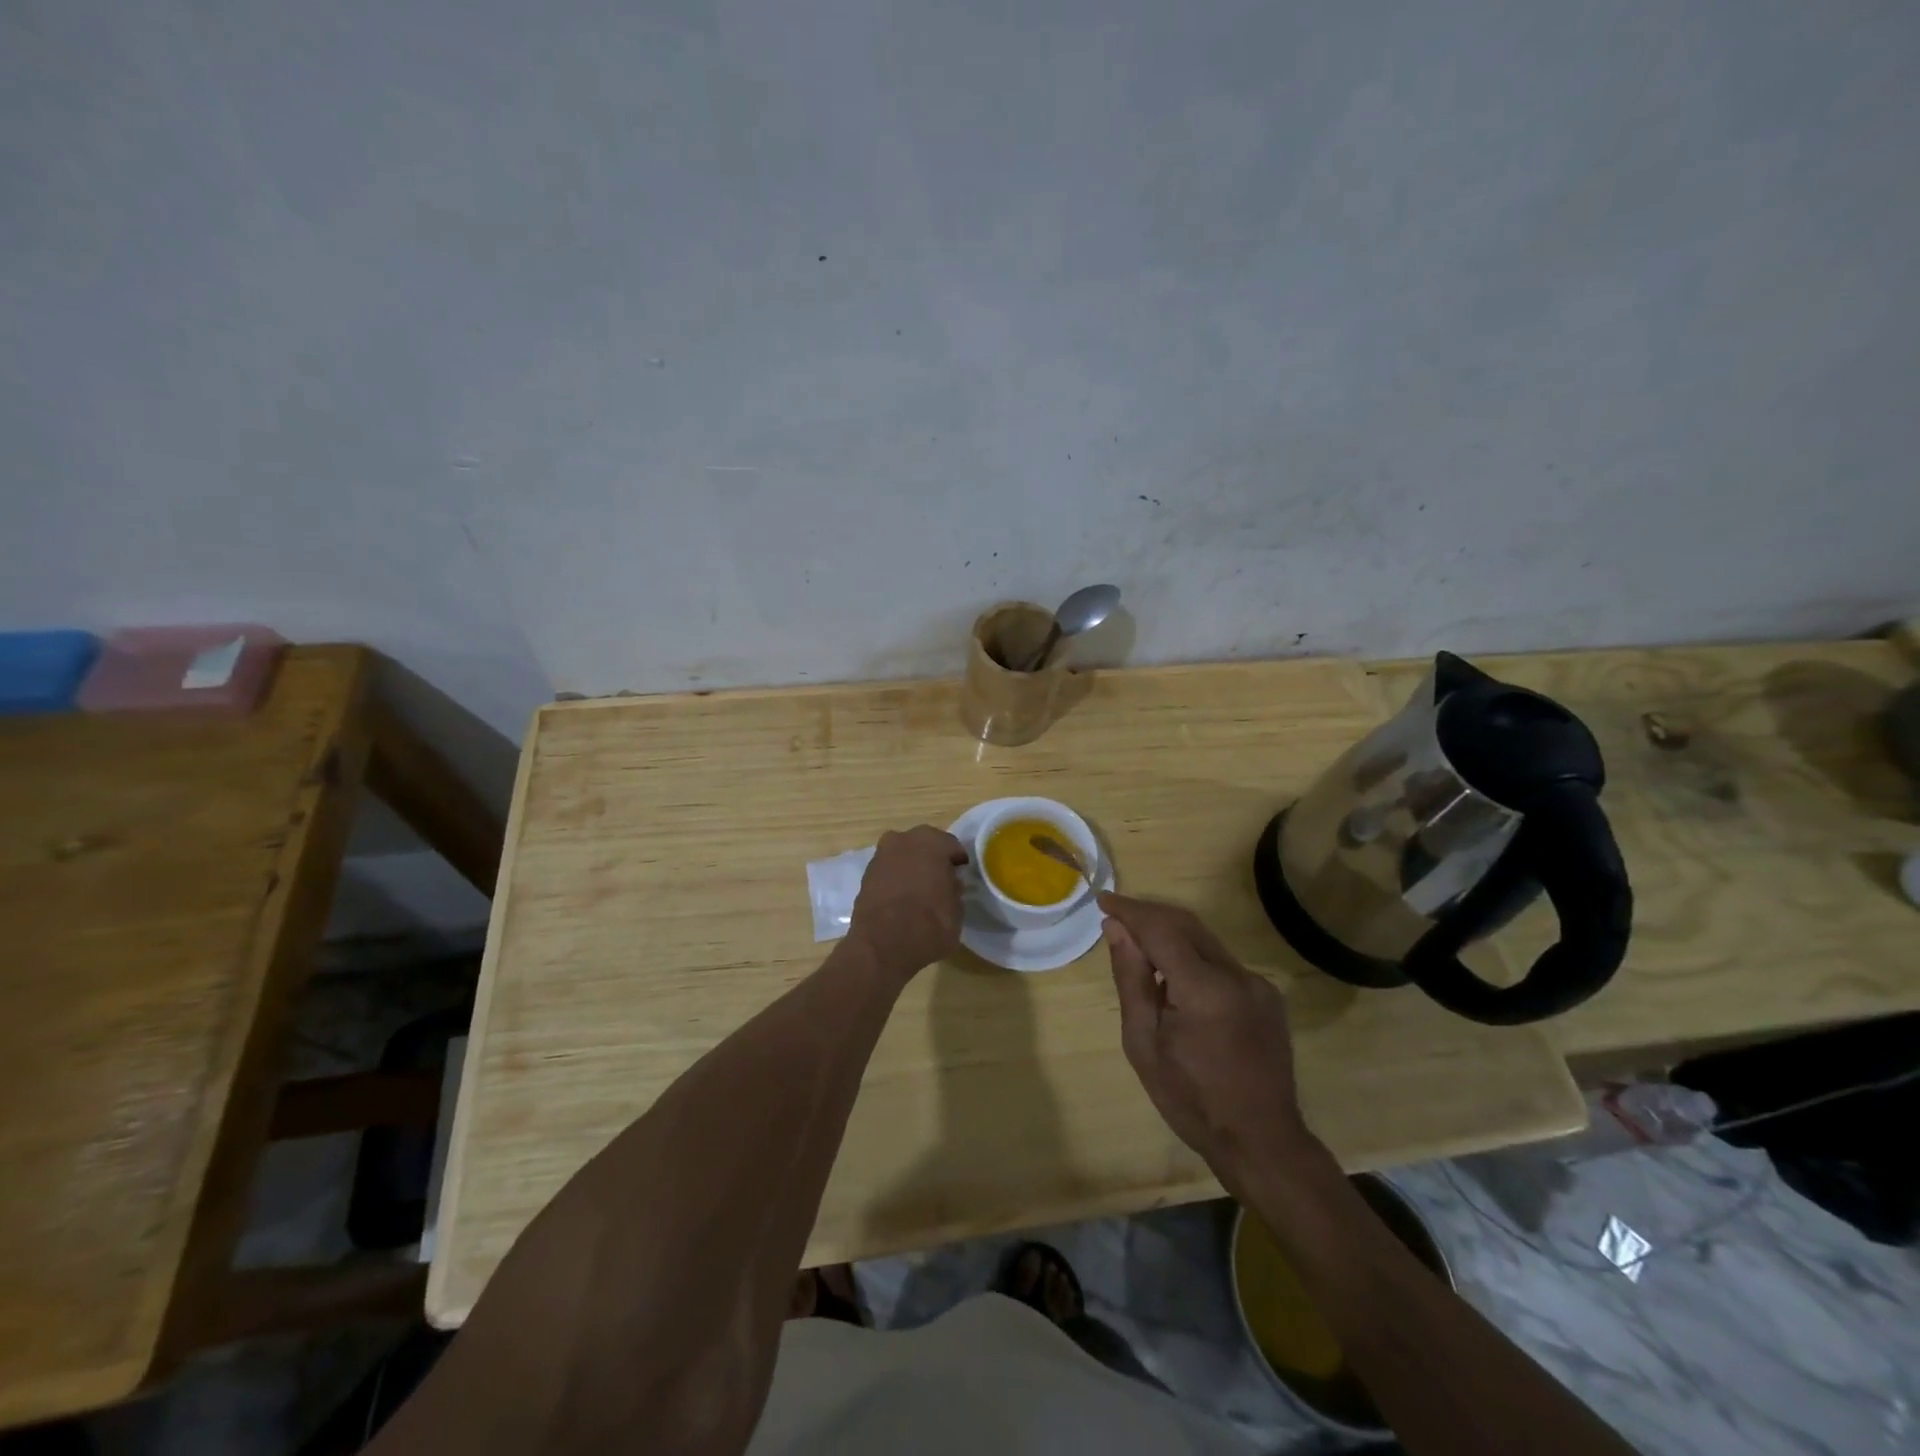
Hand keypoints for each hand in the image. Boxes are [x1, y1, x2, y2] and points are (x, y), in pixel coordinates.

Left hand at [847, 826, 967, 982]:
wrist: (882, 946)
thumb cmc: (929, 924)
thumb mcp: (957, 910)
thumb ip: (954, 889)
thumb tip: (950, 883)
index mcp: (931, 842)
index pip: (951, 845)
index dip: (957, 861)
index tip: (962, 875)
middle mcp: (903, 840)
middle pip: (923, 845)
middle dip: (931, 859)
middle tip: (941, 880)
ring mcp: (880, 856)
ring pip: (902, 856)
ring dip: (911, 868)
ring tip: (920, 891)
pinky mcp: (865, 876)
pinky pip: (888, 872)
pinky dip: (895, 880)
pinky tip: (902, 899)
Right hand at [1100, 893, 1314, 1188]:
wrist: (1261, 1142)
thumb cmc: (1191, 1100)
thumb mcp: (1144, 1043)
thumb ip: (1131, 979)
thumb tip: (1116, 928)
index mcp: (1204, 989)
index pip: (1161, 928)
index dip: (1130, 910)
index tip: (1103, 900)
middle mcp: (1237, 975)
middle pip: (1186, 924)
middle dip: (1148, 914)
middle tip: (1115, 917)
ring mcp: (1257, 984)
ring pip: (1205, 940)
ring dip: (1170, 934)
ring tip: (1139, 949)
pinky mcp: (1267, 995)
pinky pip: (1221, 962)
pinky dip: (1192, 957)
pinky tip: (1175, 982)